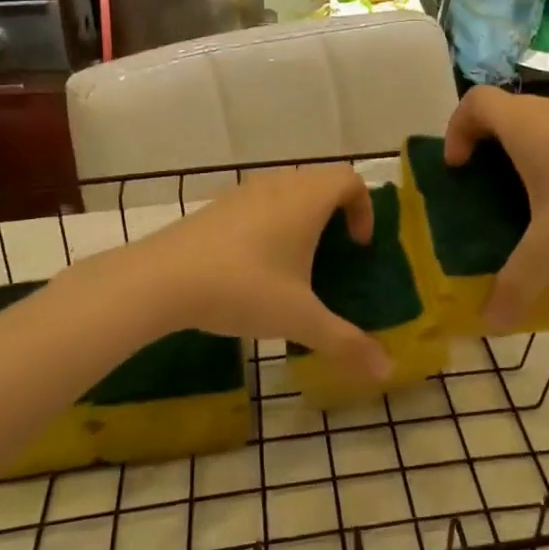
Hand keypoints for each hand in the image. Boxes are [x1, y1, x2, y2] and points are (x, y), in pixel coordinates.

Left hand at [129, 165, 390, 380]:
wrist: (160, 280)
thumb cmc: (243, 289)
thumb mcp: (299, 318)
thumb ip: (346, 342)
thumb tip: (388, 370)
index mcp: (306, 199)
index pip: (350, 179)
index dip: (364, 208)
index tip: (358, 246)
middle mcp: (277, 185)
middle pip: (319, 182)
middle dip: (335, 214)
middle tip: (334, 255)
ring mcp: (242, 193)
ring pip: (285, 191)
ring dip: (300, 218)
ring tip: (295, 263)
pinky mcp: (214, 208)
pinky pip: (257, 204)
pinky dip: (269, 224)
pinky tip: (254, 267)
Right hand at [444, 87, 548, 328]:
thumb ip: (516, 285)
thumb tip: (491, 322)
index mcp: (527, 126)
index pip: (475, 101)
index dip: (456, 130)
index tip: (460, 168)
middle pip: (508, 113)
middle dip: (490, 148)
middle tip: (490, 190)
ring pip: (546, 124)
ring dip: (530, 154)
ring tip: (535, 201)